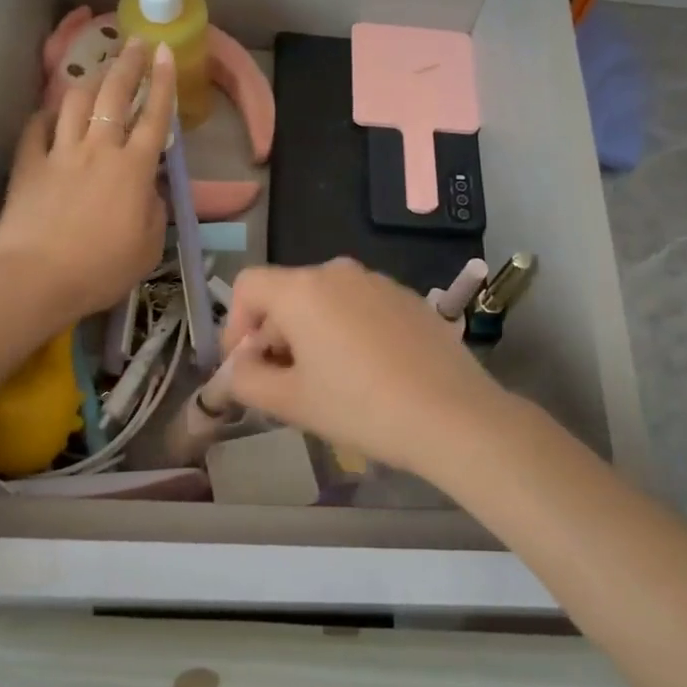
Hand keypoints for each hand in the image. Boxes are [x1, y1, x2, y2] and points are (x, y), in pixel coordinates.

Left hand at [0, 39, 175, 319]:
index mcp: (133, 169)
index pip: (154, 117)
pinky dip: (47, 114)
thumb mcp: (148, 247)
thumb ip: (154, 211)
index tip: (166, 53)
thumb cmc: (101, 269)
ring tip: (99, 71)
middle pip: (114, 95)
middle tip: (136, 43)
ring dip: (90, 80)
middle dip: (128, 64)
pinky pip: (37, 127)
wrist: (36, 279)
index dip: (162, 83)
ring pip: (75, 102)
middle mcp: (98, 150)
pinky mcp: (28, 164)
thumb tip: (149, 189)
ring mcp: (59, 153)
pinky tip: (52, 112)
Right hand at [220, 258, 510, 477]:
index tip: (246, 368)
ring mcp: (379, 282)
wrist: (452, 415)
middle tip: (283, 385)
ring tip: (327, 383)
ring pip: (324, 302)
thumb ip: (246, 380)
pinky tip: (366, 373)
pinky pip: (360, 308)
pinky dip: (347, 332)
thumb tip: (237, 368)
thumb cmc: (360, 407)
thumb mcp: (291, 401)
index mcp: (303, 289)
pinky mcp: (409, 298)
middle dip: (273, 336)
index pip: (247, 286)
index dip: (234, 326)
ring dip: (311, 335)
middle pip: (286, 294)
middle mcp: (338, 272)